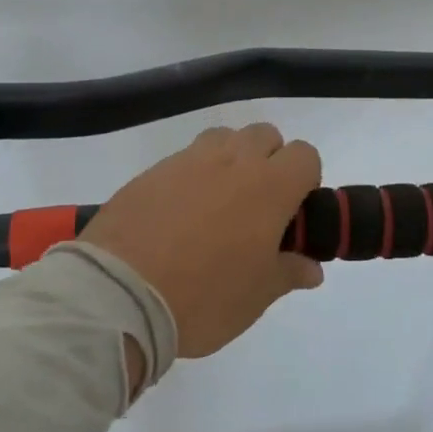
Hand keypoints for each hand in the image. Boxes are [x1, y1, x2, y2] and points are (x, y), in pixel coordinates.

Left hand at [79, 123, 324, 358]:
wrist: (119, 295)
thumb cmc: (204, 296)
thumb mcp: (256, 295)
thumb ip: (289, 273)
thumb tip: (312, 268)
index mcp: (269, 187)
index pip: (305, 155)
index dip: (305, 180)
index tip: (292, 213)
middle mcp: (233, 161)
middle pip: (265, 134)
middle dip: (270, 160)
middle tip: (257, 206)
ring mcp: (188, 161)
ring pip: (224, 138)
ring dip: (231, 158)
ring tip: (218, 203)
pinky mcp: (151, 171)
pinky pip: (184, 158)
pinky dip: (192, 175)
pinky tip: (179, 214)